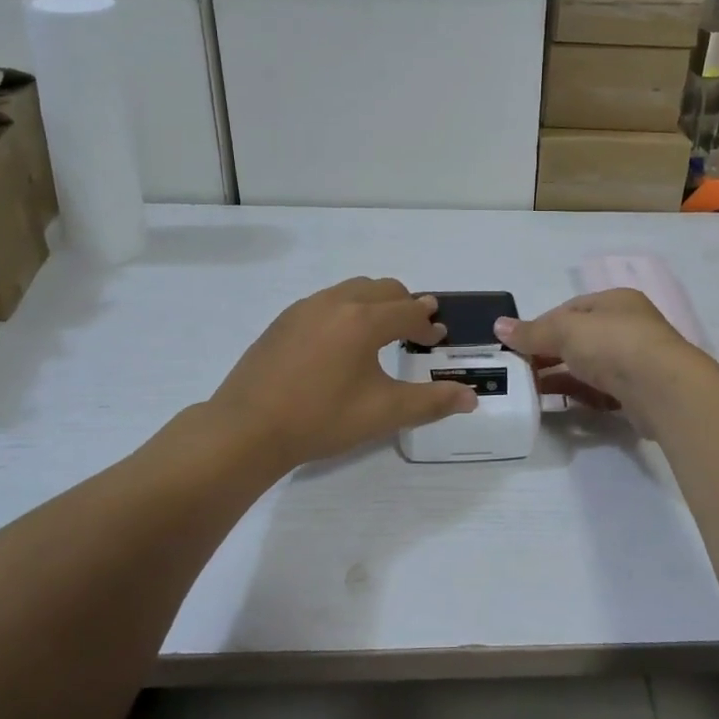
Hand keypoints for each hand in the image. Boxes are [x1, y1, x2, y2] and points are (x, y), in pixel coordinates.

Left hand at [207, 278, 477, 468]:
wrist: (247, 429)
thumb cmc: (321, 419)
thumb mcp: (383, 413)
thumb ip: (431, 402)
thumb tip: (472, 397)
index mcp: (364, 320)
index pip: (409, 312)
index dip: (428, 324)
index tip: (437, 338)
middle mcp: (337, 302)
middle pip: (384, 289)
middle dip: (405, 305)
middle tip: (417, 327)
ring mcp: (306, 307)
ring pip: (353, 289)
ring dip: (376, 302)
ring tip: (380, 330)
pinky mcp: (284, 320)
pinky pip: (327, 301)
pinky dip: (347, 309)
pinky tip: (340, 342)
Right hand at [494, 288, 701, 434]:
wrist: (663, 389)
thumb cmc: (613, 345)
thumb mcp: (565, 330)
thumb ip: (532, 332)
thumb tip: (498, 326)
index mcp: (615, 301)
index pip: (570, 309)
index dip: (541, 325)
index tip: (517, 345)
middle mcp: (628, 326)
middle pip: (579, 338)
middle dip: (549, 353)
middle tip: (521, 370)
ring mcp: (635, 360)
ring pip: (589, 366)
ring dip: (561, 376)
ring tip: (531, 390)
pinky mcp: (638, 392)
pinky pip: (601, 391)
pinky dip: (580, 394)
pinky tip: (560, 404)